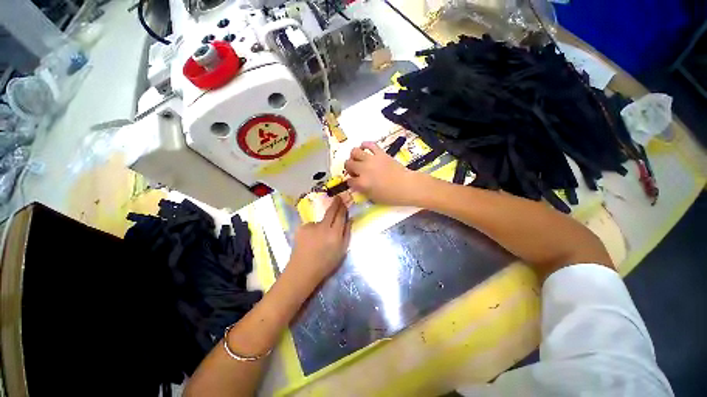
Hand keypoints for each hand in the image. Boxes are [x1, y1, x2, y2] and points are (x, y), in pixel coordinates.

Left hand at [287, 197, 350, 283]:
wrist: (303, 270)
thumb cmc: (326, 263)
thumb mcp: (342, 250)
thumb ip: (347, 233)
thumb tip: (349, 219)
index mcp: (335, 234)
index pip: (340, 216)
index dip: (343, 207)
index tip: (344, 200)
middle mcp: (323, 227)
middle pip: (331, 211)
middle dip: (335, 204)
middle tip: (338, 198)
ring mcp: (311, 226)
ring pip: (321, 220)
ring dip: (323, 223)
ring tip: (319, 236)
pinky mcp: (302, 228)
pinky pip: (311, 225)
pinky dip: (313, 229)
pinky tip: (310, 239)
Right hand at [344, 141, 423, 205]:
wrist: (407, 186)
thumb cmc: (391, 195)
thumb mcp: (373, 198)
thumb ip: (362, 190)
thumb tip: (357, 184)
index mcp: (362, 183)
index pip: (349, 181)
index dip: (351, 182)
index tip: (355, 183)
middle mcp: (364, 169)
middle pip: (348, 164)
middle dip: (349, 168)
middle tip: (356, 171)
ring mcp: (371, 159)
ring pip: (354, 152)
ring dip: (354, 156)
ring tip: (359, 160)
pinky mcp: (380, 153)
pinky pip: (369, 144)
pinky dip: (365, 145)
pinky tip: (365, 149)